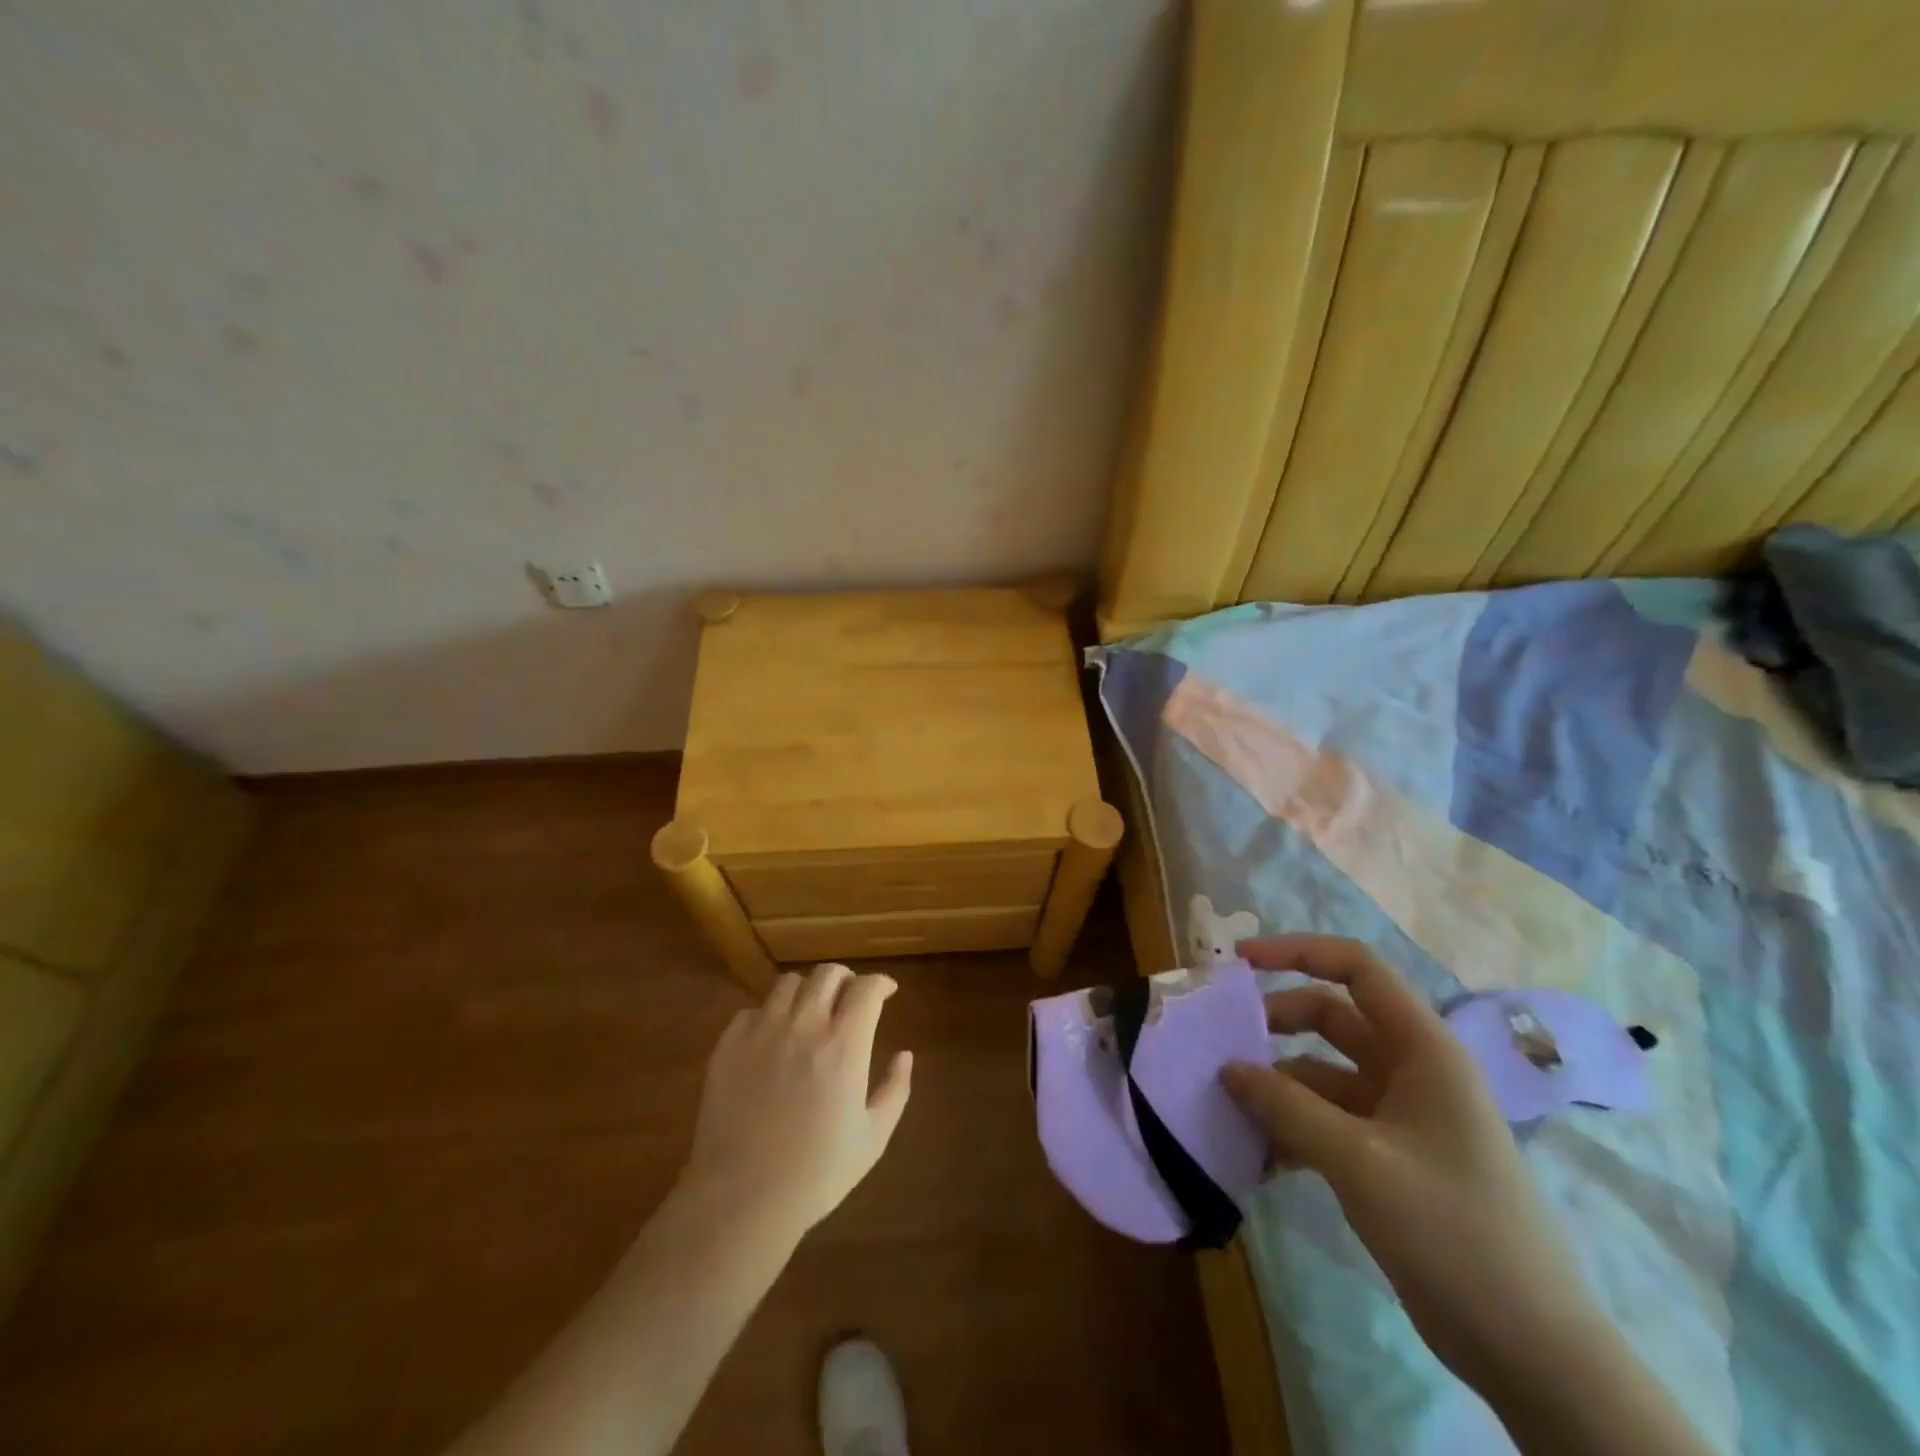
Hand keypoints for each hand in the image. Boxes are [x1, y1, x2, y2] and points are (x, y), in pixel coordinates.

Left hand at [681, 963, 912, 1237]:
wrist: (742, 1199)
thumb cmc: (816, 1174)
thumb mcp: (873, 1138)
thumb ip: (895, 1090)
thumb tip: (905, 1054)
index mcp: (844, 1044)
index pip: (867, 988)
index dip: (881, 982)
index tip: (887, 991)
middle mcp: (804, 1025)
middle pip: (827, 973)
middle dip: (846, 978)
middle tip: (850, 995)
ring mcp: (762, 1031)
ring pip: (788, 983)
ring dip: (807, 990)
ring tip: (810, 1009)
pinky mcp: (728, 1045)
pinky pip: (752, 1010)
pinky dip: (769, 1014)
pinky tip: (772, 1036)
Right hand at [1220, 935, 1601, 1389]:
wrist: (1530, 1350)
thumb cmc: (1454, 1231)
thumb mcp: (1359, 1161)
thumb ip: (1287, 1107)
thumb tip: (1227, 1068)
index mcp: (1422, 1048)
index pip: (1356, 968)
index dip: (1297, 951)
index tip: (1239, 960)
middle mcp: (1410, 1069)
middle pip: (1330, 1017)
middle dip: (1274, 1023)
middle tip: (1221, 1041)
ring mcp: (1399, 1114)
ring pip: (1321, 1072)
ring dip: (1276, 1085)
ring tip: (1227, 1107)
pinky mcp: (1388, 1155)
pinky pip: (1326, 1119)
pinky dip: (1291, 1128)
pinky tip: (1258, 1158)